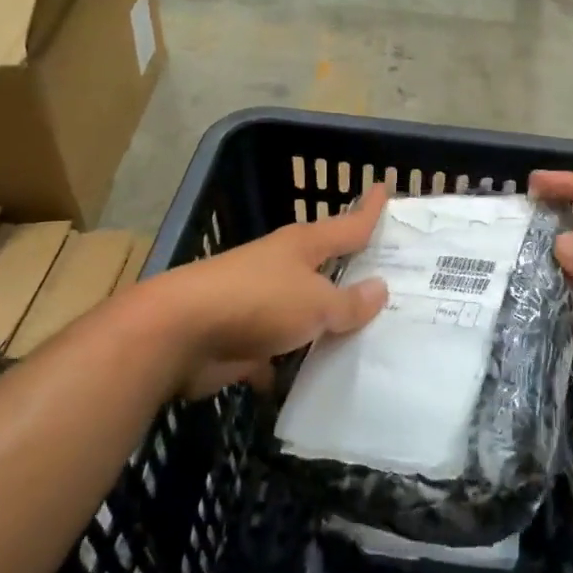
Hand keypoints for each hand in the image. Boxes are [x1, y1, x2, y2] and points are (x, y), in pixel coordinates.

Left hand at [135, 186, 391, 398]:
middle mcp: (281, 268)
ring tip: (366, 341)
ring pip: (303, 313)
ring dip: (325, 326)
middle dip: (352, 276)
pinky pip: (278, 354)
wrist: (178, 334)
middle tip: (393, 283)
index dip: (368, 209)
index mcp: (302, 246)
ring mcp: (259, 304)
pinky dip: (291, 366)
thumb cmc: (257, 302)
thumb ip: (349, 302)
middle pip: (325, 269)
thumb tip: (380, 289)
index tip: (385, 188)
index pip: (347, 224)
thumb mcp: (315, 302)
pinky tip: (315, 384)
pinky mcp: (242, 340)